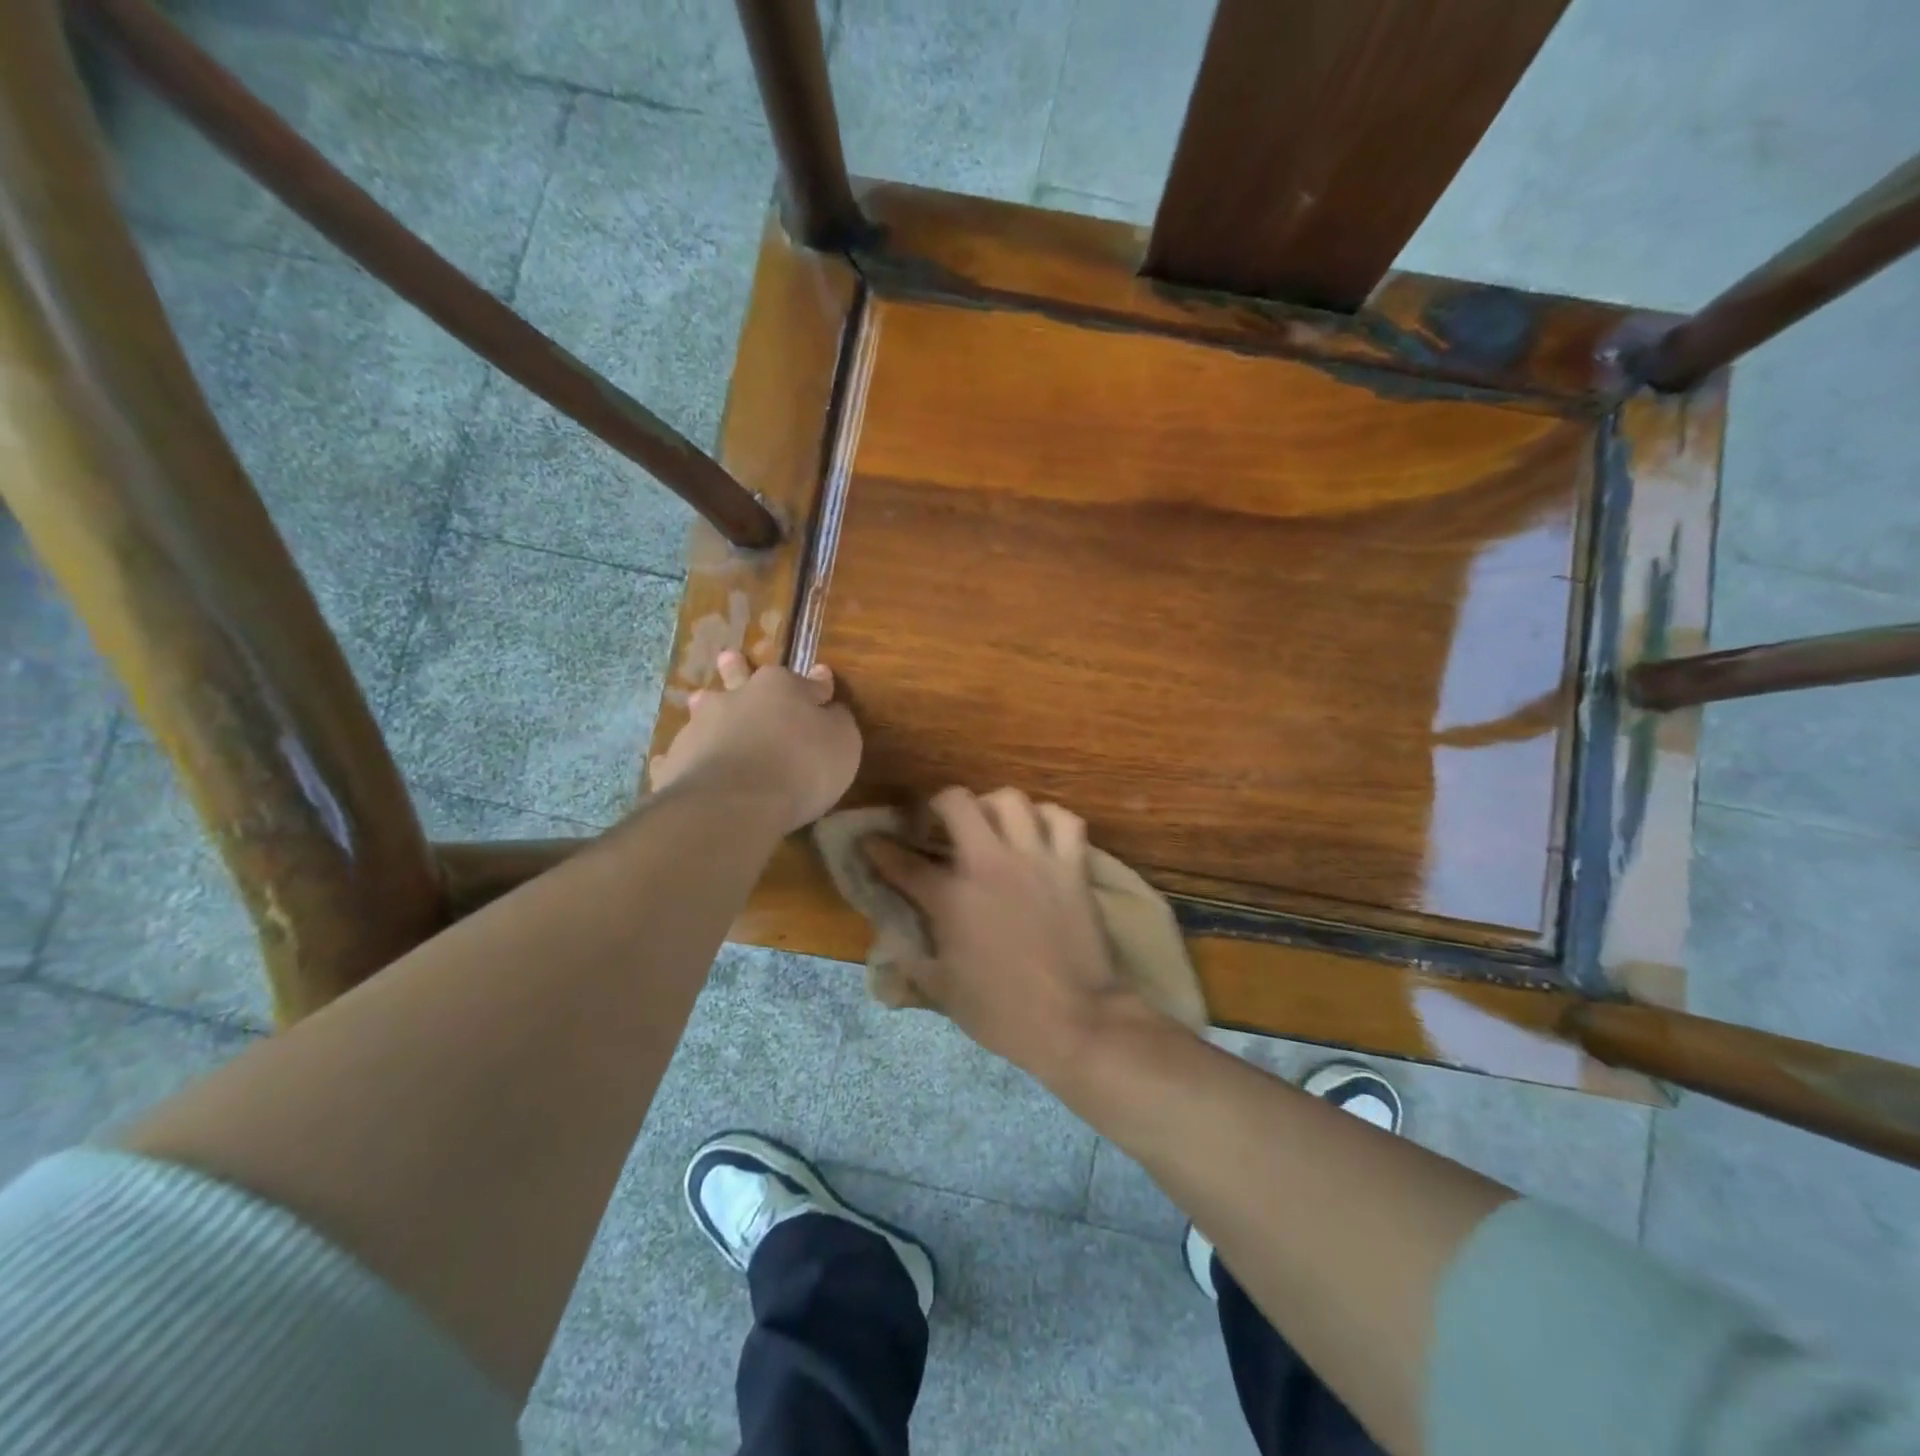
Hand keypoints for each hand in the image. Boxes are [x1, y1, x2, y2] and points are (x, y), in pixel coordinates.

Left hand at [648, 651, 859, 833]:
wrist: (734, 801)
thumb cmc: (802, 767)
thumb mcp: (842, 743)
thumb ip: (837, 722)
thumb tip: (831, 708)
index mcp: (781, 688)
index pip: (807, 682)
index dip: (817, 684)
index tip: (821, 679)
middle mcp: (738, 698)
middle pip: (740, 677)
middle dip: (738, 668)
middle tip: (729, 658)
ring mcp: (701, 726)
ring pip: (704, 709)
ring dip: (706, 706)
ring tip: (700, 700)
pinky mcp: (677, 760)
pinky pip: (679, 754)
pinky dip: (682, 755)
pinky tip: (674, 762)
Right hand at [864, 787, 1148, 1081]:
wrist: (1076, 1021)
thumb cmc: (1003, 1013)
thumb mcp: (943, 993)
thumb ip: (909, 963)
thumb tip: (888, 945)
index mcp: (951, 898)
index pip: (903, 862)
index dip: (879, 848)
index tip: (870, 841)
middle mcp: (989, 865)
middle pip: (957, 802)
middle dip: (939, 805)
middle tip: (939, 824)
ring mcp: (1035, 860)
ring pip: (1011, 800)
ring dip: (993, 807)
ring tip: (991, 825)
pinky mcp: (1072, 867)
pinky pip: (1064, 820)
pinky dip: (1049, 819)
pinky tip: (1040, 833)